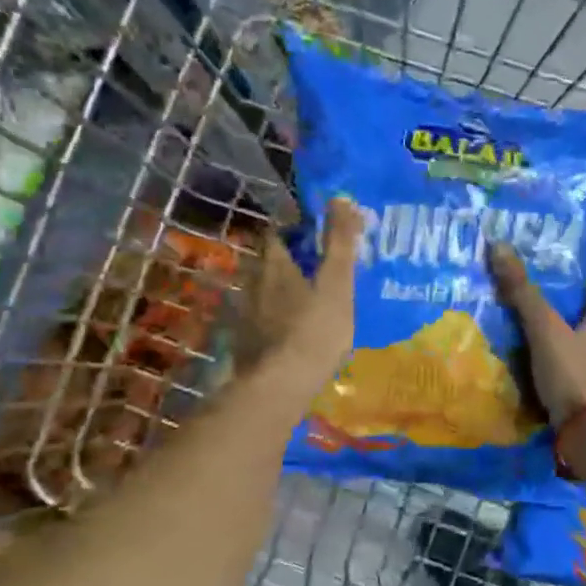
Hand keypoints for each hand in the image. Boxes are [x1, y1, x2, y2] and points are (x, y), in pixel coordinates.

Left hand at [239, 198, 362, 405]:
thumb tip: (341, 198)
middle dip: (290, 263)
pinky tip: (294, 333)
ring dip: (282, 293)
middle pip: (269, 264)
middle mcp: (252, 284)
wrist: (280, 387)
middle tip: (318, 271)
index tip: (317, 237)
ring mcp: (245, 316)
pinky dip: (277, 320)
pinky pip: (262, 321)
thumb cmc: (314, 330)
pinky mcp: (245, 344)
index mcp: (274, 265)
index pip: (277, 234)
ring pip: (264, 293)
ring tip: (309, 303)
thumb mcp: (337, 284)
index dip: (295, 231)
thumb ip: (340, 243)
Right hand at [487, 241, 585, 426]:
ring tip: (539, 345)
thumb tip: (499, 245)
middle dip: (571, 321)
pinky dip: (566, 376)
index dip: (583, 290)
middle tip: (542, 313)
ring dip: (569, 350)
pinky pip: (579, 381)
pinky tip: (547, 379)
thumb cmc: (573, 375)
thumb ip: (523, 293)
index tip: (562, 283)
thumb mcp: (544, 330)